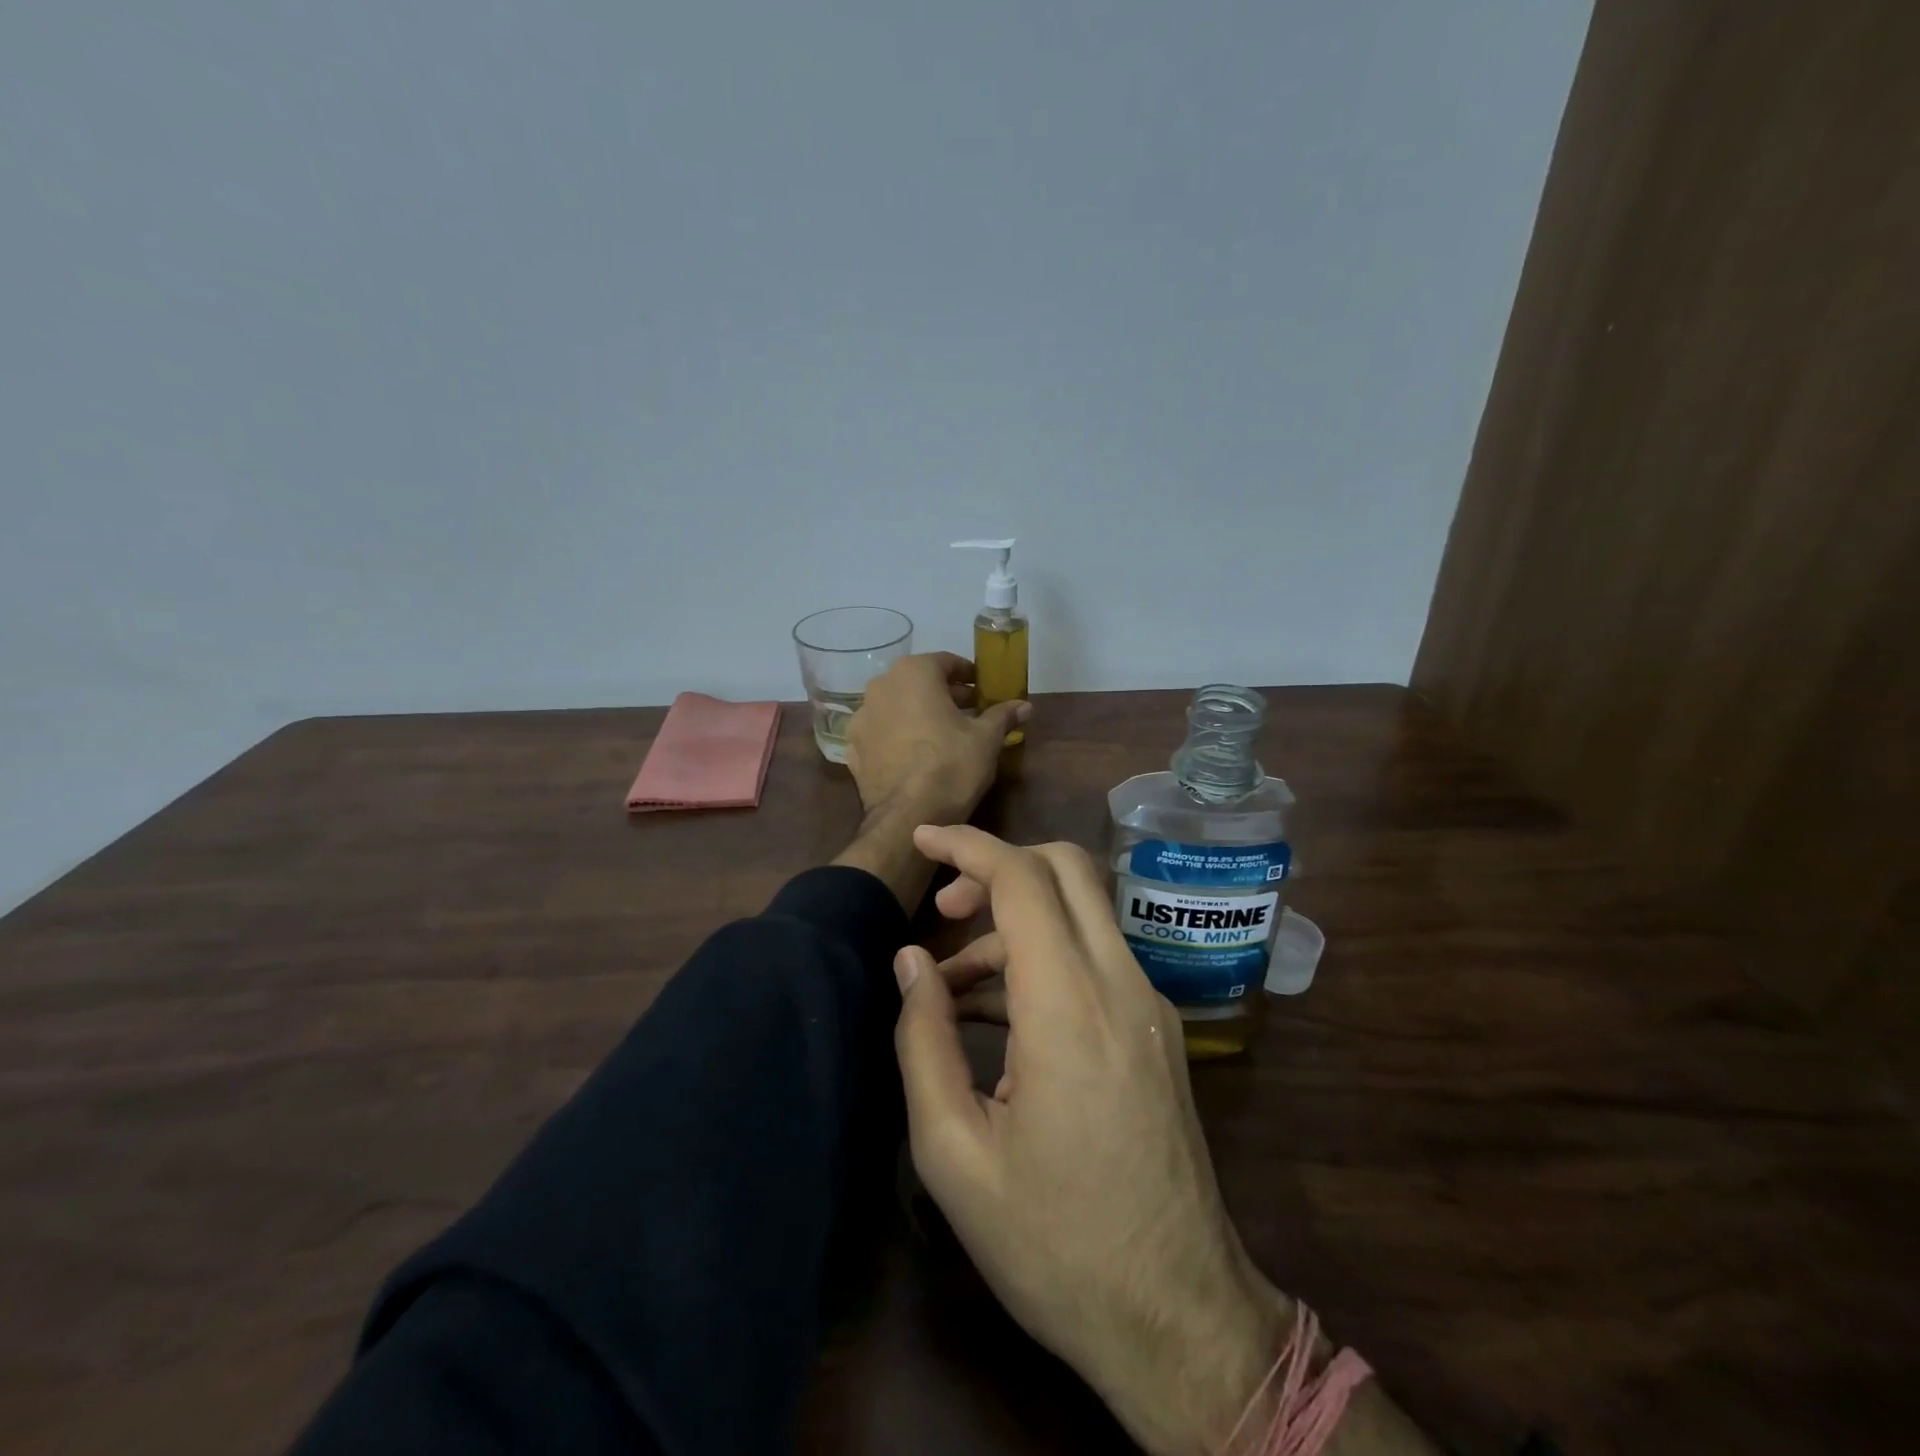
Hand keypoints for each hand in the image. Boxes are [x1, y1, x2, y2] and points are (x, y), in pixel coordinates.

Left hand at [845, 653, 1028, 823]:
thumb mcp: (986, 739)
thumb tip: (1025, 705)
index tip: (983, 690)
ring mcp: (861, 718)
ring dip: (919, 714)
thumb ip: (1003, 715)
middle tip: (970, 712)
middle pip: (918, 682)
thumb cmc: (952, 765)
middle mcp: (880, 686)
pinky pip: (882, 733)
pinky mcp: (853, 748)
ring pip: (896, 707)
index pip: (946, 662)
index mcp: (913, 673)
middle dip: (944, 694)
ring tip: (943, 734)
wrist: (907, 817)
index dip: (968, 675)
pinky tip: (917, 755)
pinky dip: (899, 737)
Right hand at [890, 825, 1290, 1455]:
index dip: (969, 845)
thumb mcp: (955, 1154)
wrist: (1178, 1318)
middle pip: (1068, 868)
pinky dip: (1044, 955)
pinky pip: (1096, 956)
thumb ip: (924, 1040)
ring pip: (1083, 909)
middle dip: (999, 864)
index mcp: (1070, 1010)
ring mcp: (1150, 1004)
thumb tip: (911, 961)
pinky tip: (999, 1015)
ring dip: (1016, 919)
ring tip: (953, 985)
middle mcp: (1122, 986)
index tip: (924, 838)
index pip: (1023, 880)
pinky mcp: (1158, 1028)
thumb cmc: (1054, 1246)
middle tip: (944, 907)